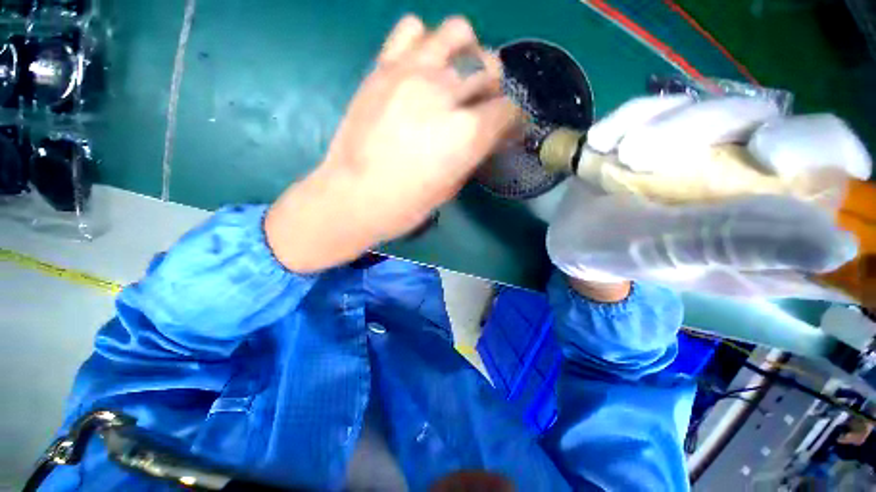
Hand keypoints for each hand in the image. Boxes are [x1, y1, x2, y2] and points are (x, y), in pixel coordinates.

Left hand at [266, 16, 520, 271]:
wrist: (352, 197)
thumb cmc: (405, 205)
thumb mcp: (450, 187)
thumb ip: (473, 153)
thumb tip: (488, 134)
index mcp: (466, 133)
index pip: (508, 110)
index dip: (512, 121)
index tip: (506, 129)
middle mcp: (445, 93)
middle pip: (488, 67)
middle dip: (492, 88)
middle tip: (481, 106)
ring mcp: (412, 73)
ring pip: (458, 32)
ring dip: (466, 54)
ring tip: (455, 78)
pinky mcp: (383, 67)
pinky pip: (413, 29)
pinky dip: (425, 42)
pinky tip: (423, 67)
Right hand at [548, 96, 871, 297]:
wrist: (569, 233)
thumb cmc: (613, 251)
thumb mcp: (668, 252)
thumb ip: (740, 243)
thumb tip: (841, 247)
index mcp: (763, 225)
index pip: (828, 171)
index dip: (814, 149)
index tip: (763, 154)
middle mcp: (745, 182)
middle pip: (767, 121)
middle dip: (708, 127)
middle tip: (646, 155)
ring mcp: (702, 152)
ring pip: (712, 105)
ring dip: (659, 125)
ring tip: (618, 156)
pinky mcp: (663, 135)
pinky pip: (660, 104)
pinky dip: (628, 118)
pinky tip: (601, 144)